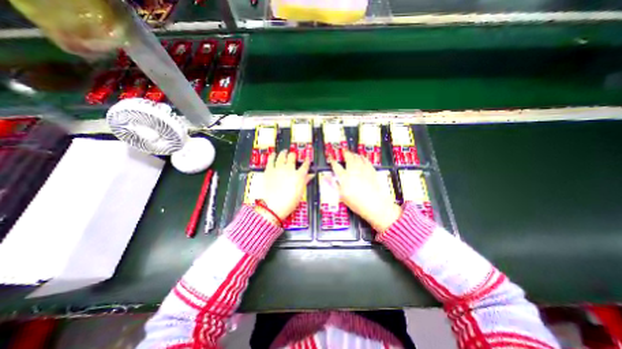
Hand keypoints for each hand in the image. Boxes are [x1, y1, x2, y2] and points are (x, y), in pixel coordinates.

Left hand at [261, 150, 312, 219]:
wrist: (272, 207)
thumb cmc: (289, 202)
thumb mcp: (300, 193)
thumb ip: (305, 181)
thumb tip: (311, 175)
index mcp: (299, 175)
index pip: (305, 165)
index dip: (307, 161)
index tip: (307, 158)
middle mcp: (289, 169)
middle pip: (292, 157)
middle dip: (294, 155)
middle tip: (293, 155)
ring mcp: (278, 168)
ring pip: (282, 156)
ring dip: (284, 153)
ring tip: (284, 151)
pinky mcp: (269, 170)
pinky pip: (271, 160)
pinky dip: (272, 156)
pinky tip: (273, 154)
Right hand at [330, 150, 403, 231]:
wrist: (375, 206)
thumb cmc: (357, 203)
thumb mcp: (342, 196)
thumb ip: (333, 185)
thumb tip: (326, 177)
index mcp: (345, 178)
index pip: (336, 166)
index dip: (332, 161)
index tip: (331, 157)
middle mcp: (354, 171)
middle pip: (349, 159)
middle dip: (345, 153)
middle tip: (343, 150)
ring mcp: (364, 170)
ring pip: (358, 158)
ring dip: (353, 154)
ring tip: (351, 152)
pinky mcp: (372, 172)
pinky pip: (367, 161)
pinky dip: (363, 158)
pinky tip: (362, 157)